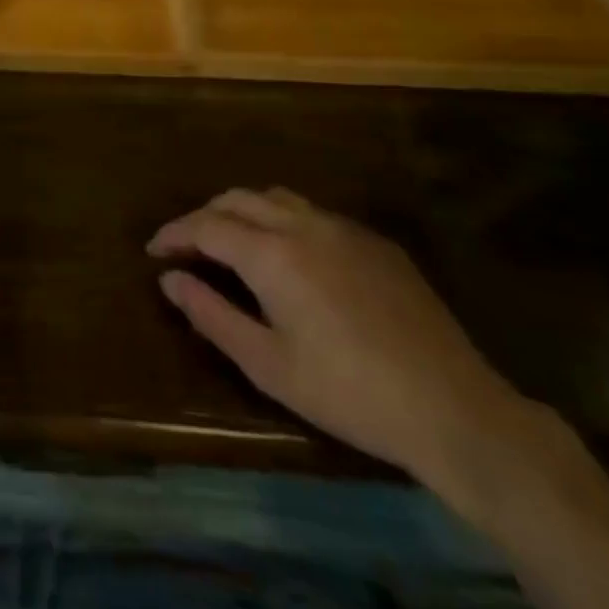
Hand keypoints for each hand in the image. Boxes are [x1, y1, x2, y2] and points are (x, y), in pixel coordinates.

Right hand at [149, 188, 530, 490]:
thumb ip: (211, 315)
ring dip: (243, 211)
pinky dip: (283, 221)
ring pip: (277, 198)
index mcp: (272, 253)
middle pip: (237, 199)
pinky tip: (290, 257)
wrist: (454, 409)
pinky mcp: (376, 243)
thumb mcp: (267, 364)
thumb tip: (171, 279)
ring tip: (231, 243)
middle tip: (187, 247)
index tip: (154, 251)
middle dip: (204, 216)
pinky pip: (314, 214)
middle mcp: (304, 225)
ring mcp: (344, 229)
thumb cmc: (348, 393)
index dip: (174, 234)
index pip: (206, 226)